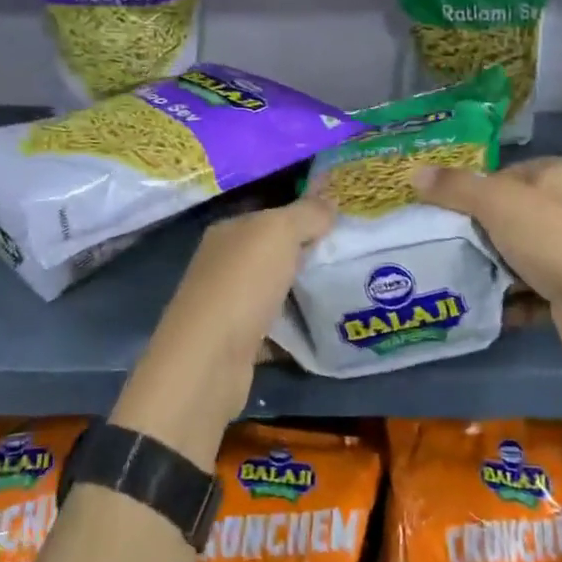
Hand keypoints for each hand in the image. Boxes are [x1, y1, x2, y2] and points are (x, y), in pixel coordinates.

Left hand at [113, 198, 333, 461]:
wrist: (209, 361)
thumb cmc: (242, 285)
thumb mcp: (279, 233)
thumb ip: (306, 213)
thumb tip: (330, 199)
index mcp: (228, 231)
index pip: (270, 214)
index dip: (304, 214)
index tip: (342, 220)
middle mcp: (223, 263)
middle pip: (273, 252)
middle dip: (308, 252)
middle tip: (352, 253)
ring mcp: (228, 304)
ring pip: (275, 288)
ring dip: (304, 290)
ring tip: (346, 287)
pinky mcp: (238, 341)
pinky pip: (276, 327)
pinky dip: (296, 327)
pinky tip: (326, 326)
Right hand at [412, 157, 561, 362]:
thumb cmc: (553, 239)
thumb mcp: (496, 203)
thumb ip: (455, 187)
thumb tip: (415, 172)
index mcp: (561, 173)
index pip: (505, 175)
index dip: (475, 193)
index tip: (450, 216)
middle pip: (512, 215)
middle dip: (482, 235)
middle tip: (452, 249)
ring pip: (523, 252)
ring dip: (497, 268)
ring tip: (467, 279)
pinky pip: (536, 286)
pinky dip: (516, 296)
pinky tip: (494, 307)